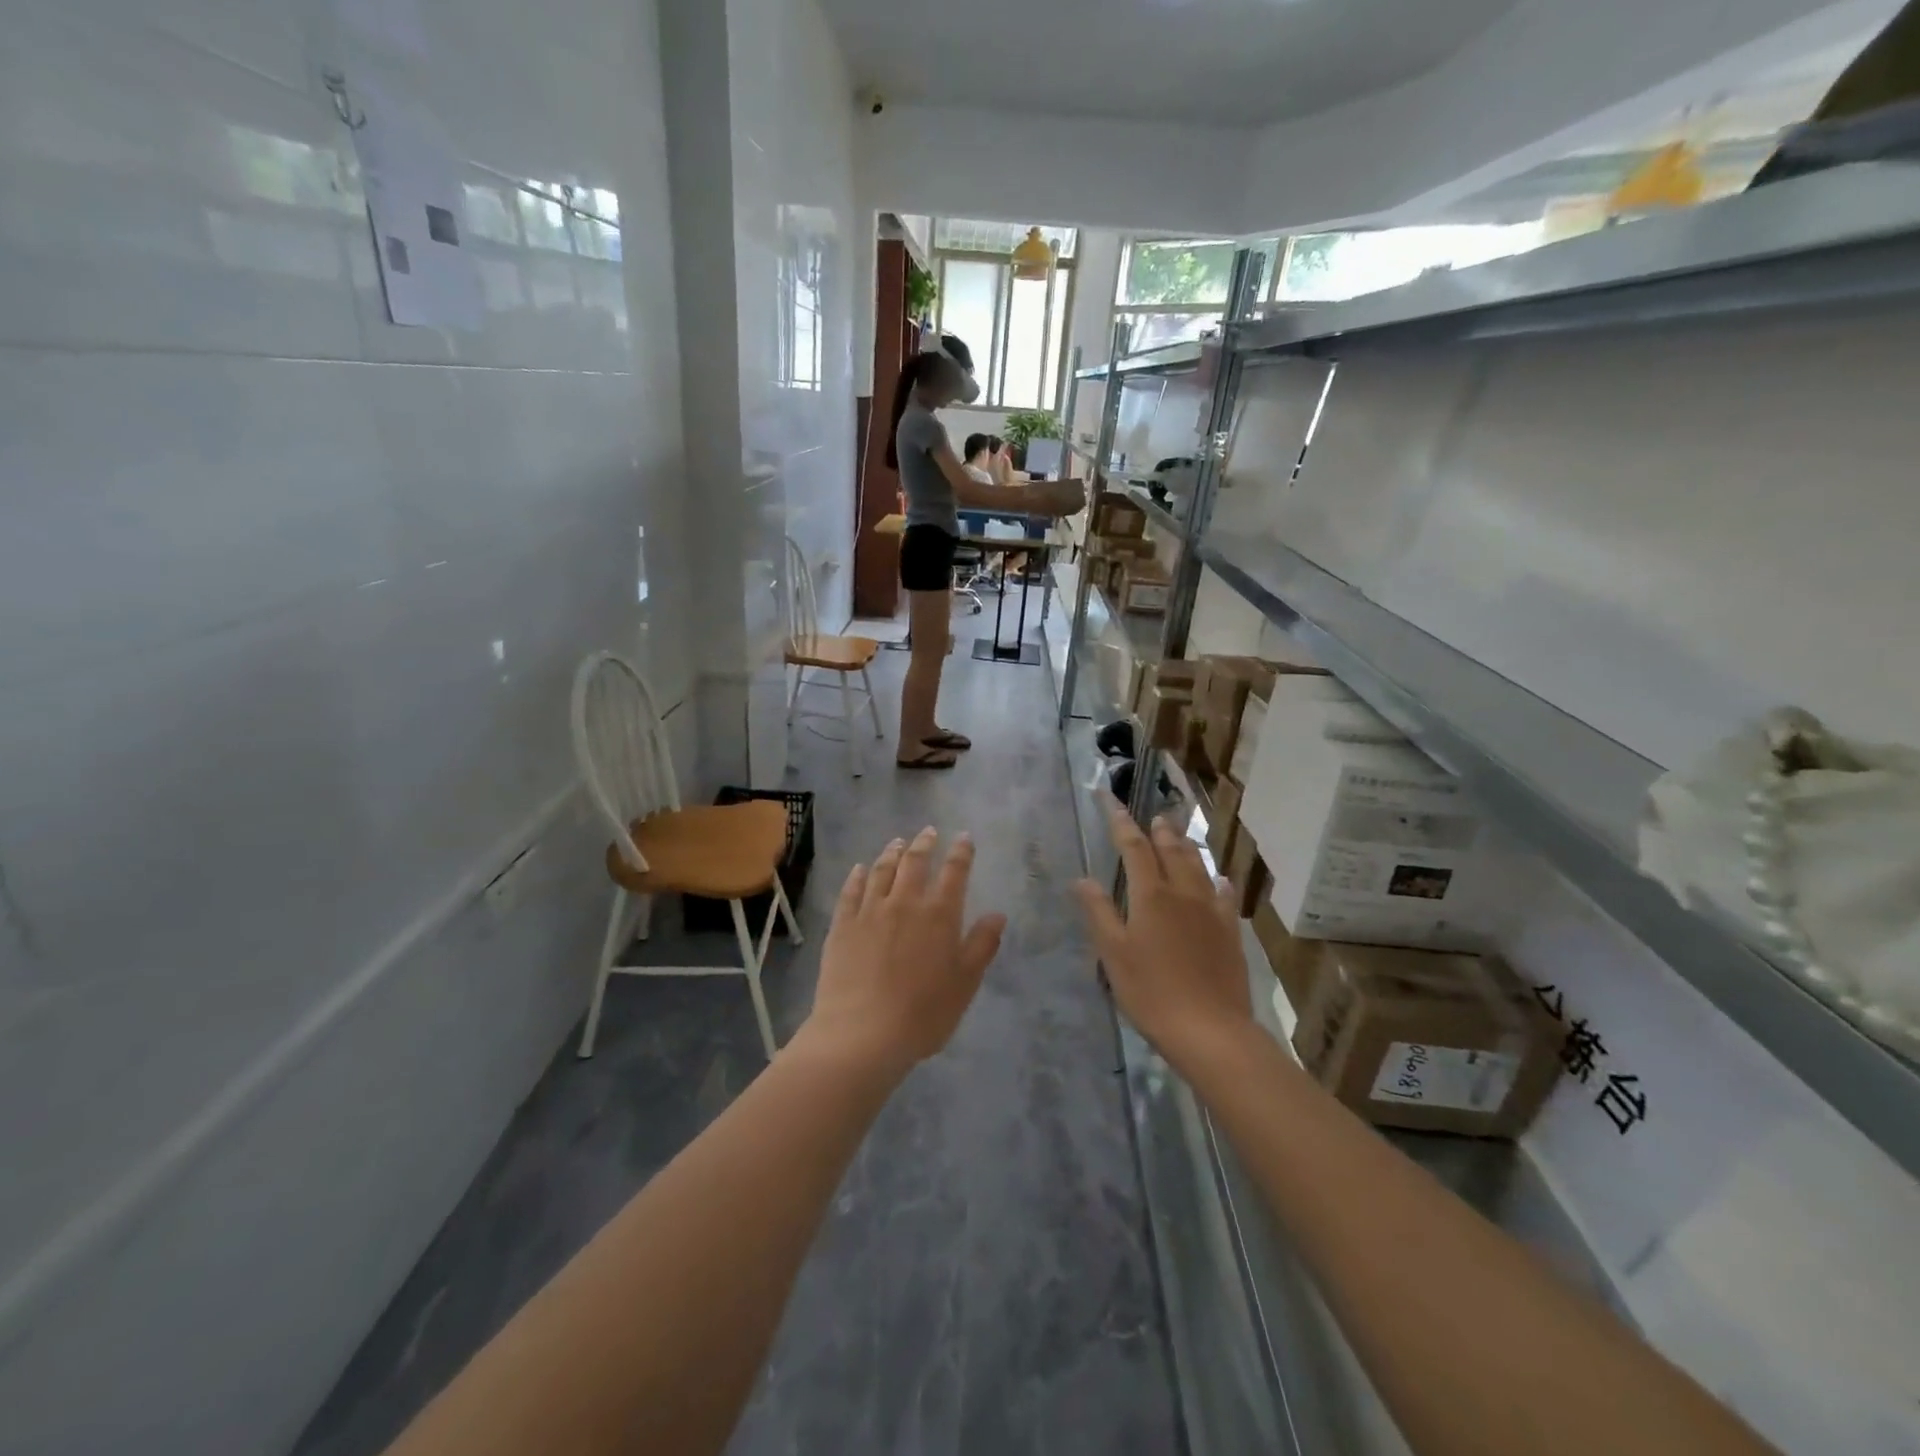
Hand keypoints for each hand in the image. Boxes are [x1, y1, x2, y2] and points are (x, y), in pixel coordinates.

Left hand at [796, 828, 1006, 1081]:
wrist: (862, 1033)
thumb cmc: (923, 1013)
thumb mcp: (965, 983)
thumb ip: (982, 945)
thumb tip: (997, 914)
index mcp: (940, 914)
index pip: (954, 872)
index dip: (961, 852)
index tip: (964, 837)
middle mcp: (905, 903)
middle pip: (915, 862)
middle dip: (924, 844)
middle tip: (928, 831)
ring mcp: (870, 911)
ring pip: (881, 870)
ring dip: (892, 853)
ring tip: (897, 842)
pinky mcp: (842, 925)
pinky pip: (850, 891)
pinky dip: (857, 875)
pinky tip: (859, 869)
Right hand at [1074, 797, 1251, 1073]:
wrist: (1210, 1030)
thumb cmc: (1151, 992)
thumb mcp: (1113, 954)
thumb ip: (1098, 912)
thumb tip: (1082, 879)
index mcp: (1151, 895)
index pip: (1134, 847)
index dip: (1121, 822)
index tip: (1111, 800)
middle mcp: (1183, 893)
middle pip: (1171, 850)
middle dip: (1159, 830)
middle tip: (1154, 816)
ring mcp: (1211, 911)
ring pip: (1199, 867)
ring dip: (1187, 847)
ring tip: (1179, 836)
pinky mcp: (1231, 932)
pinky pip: (1224, 895)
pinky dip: (1217, 881)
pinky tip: (1219, 881)